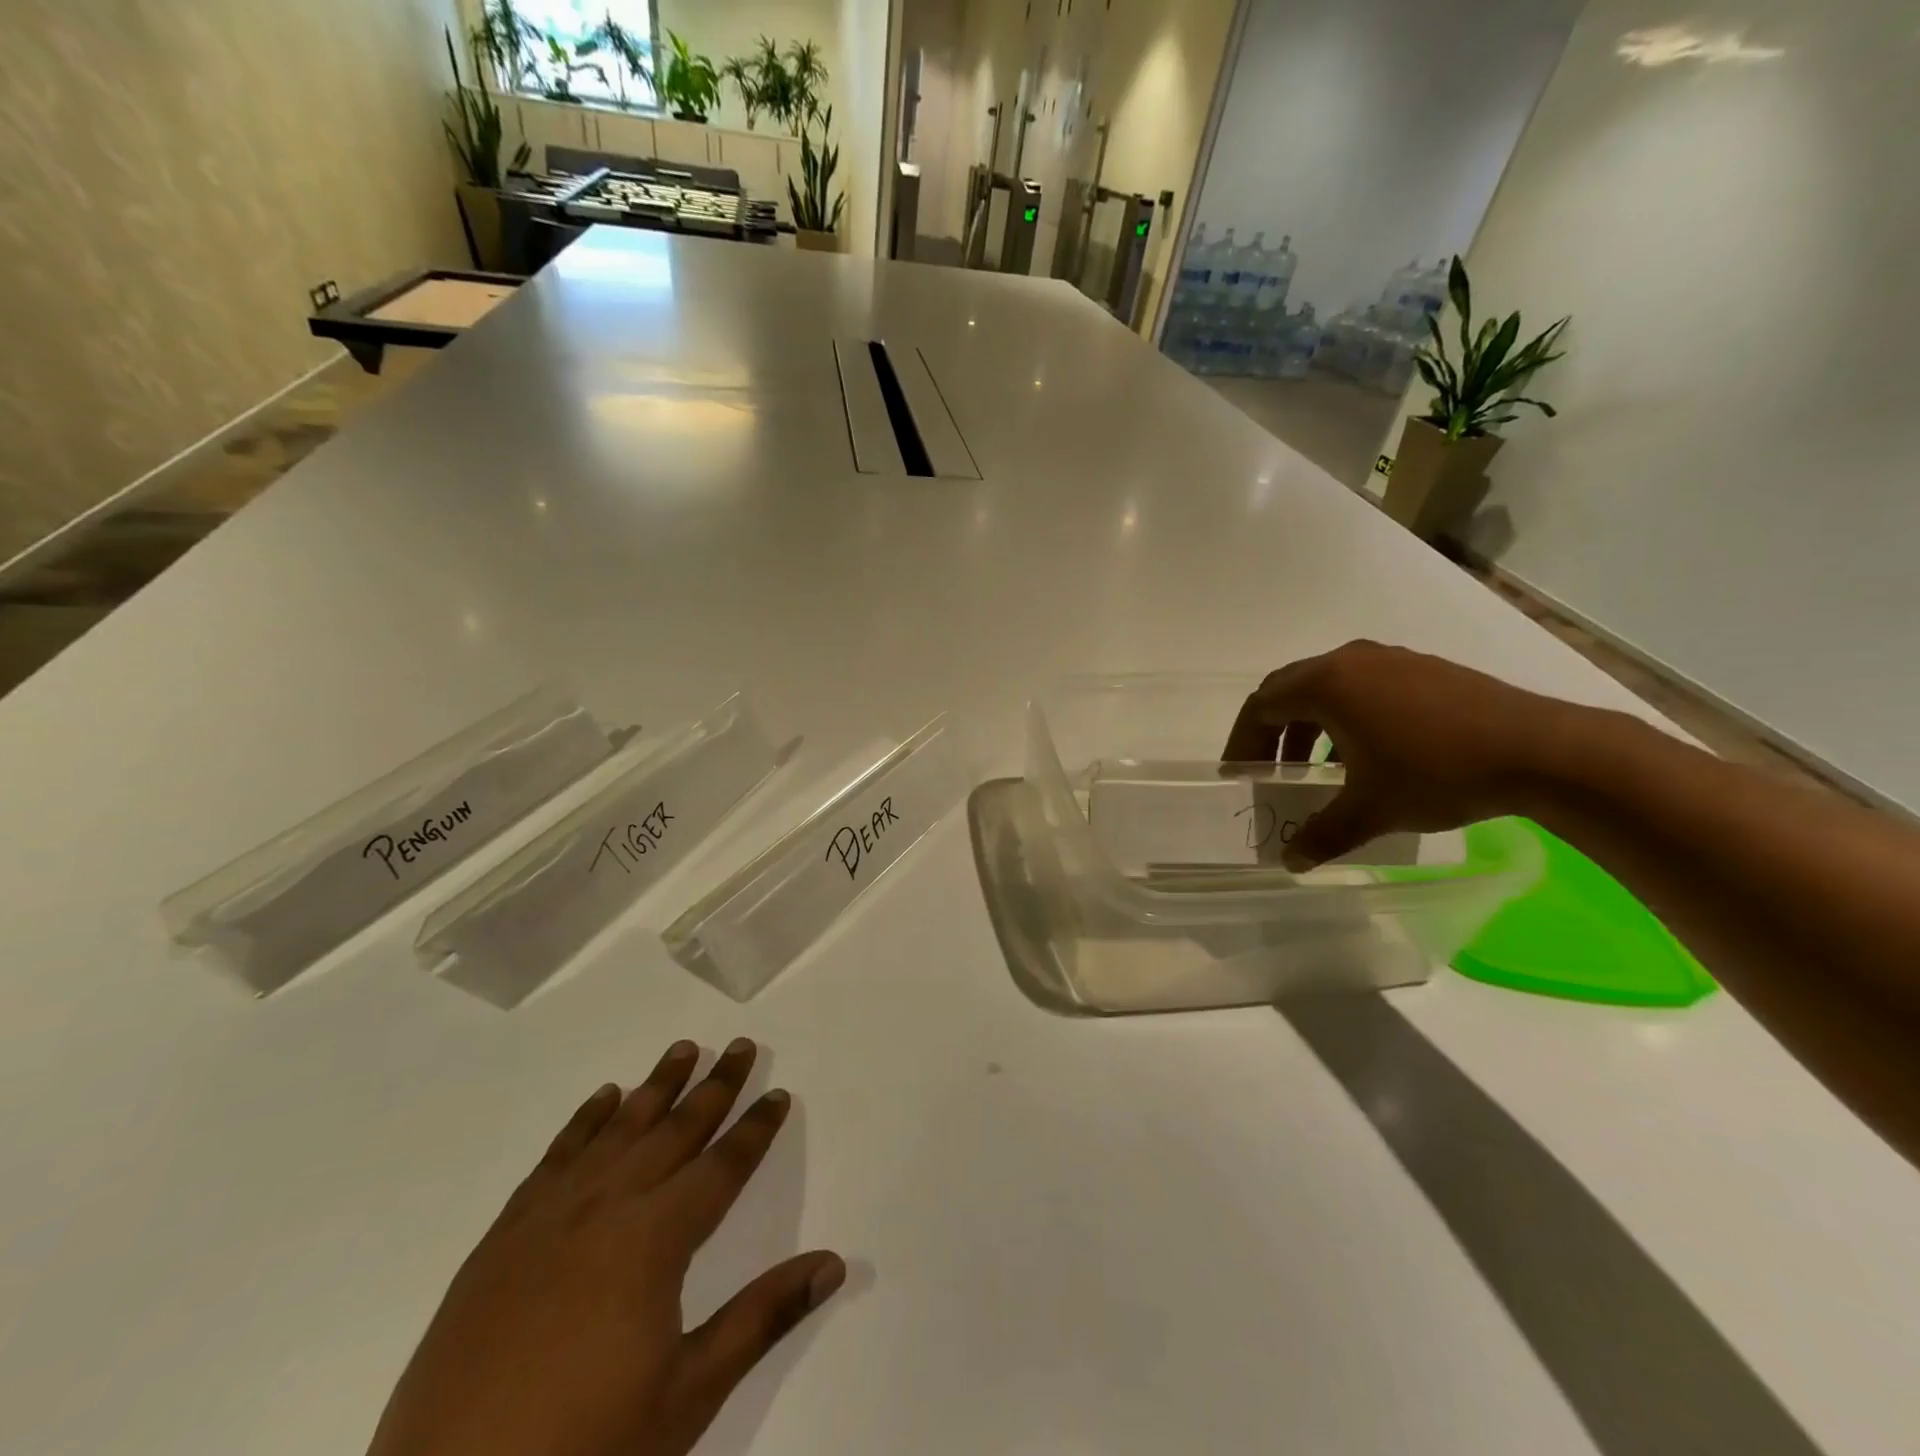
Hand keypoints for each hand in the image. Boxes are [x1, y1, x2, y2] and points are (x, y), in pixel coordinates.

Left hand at [367, 1039, 844, 1455]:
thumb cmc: (583, 1453)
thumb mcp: (687, 1395)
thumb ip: (762, 1317)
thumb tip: (833, 1263)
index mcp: (653, 1241)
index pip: (721, 1166)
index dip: (755, 1129)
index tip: (778, 1092)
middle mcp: (606, 1207)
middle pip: (674, 1131)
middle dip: (714, 1087)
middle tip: (741, 1046)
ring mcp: (549, 1217)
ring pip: (617, 1130)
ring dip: (656, 1087)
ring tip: (683, 1049)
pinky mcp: (502, 1237)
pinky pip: (556, 1157)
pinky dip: (584, 1121)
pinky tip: (603, 1098)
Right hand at [1222, 640, 1576, 867]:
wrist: (1542, 751)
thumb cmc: (1437, 773)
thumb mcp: (1370, 810)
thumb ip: (1322, 834)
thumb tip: (1291, 861)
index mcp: (1326, 684)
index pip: (1261, 707)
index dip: (1243, 742)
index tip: (1238, 774)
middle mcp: (1352, 661)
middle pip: (1289, 689)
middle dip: (1272, 732)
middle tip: (1269, 770)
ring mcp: (1392, 660)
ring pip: (1329, 686)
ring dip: (1310, 724)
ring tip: (1316, 767)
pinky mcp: (1425, 669)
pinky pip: (1364, 686)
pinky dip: (1346, 716)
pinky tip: (1367, 753)